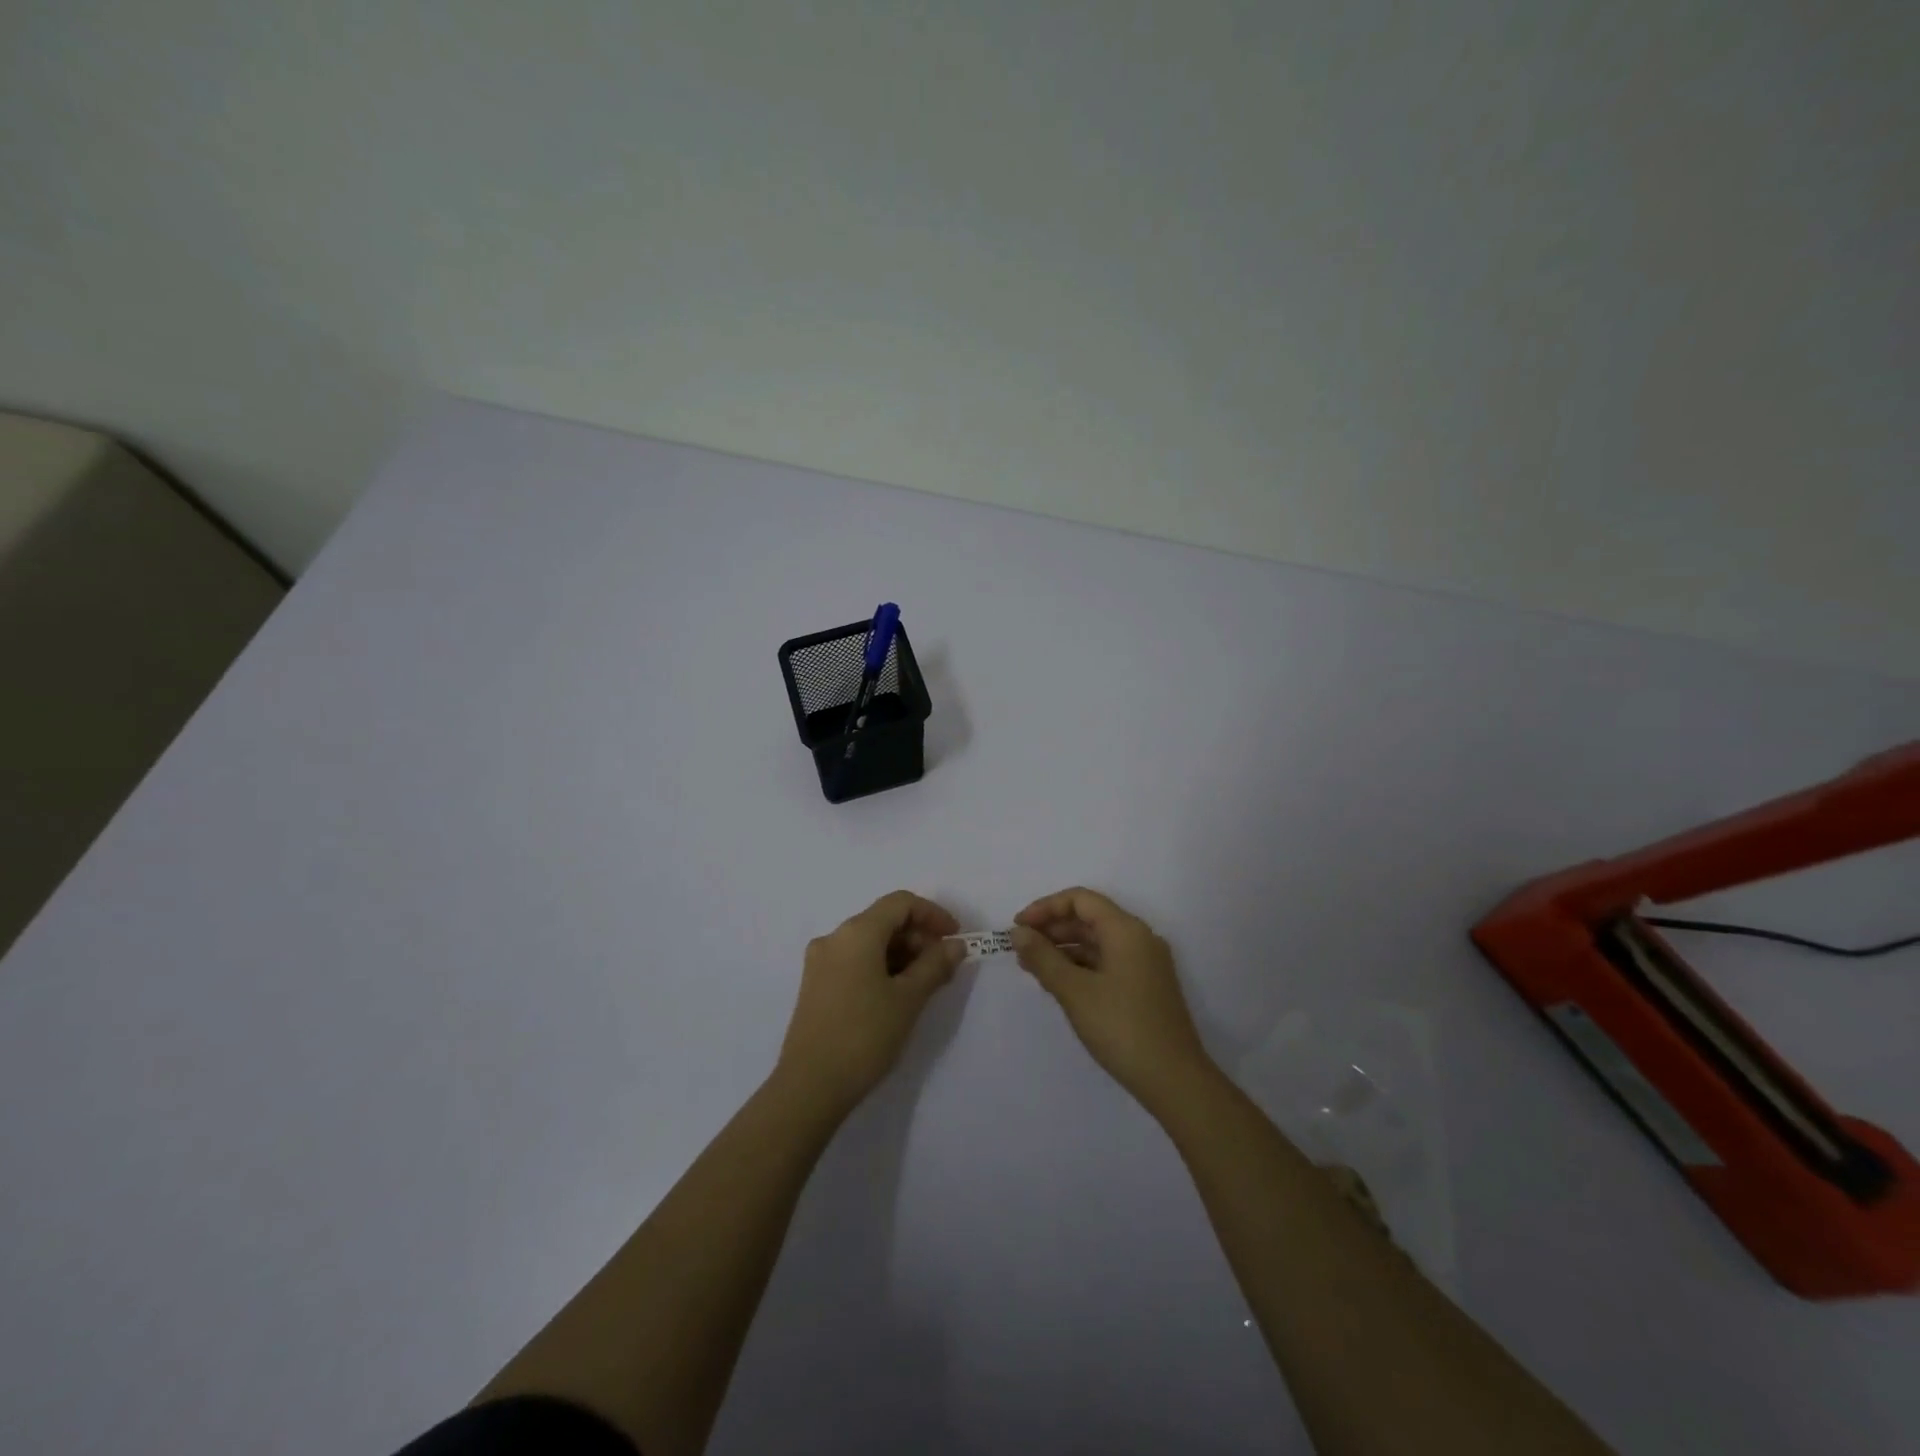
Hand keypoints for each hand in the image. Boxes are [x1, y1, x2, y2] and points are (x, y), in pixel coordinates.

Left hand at [775, 891, 964, 1117]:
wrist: (810, 1087)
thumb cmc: (864, 1035)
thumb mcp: (909, 999)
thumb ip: (935, 965)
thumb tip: (955, 944)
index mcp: (857, 932)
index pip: (900, 903)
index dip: (933, 914)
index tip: (955, 938)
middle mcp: (834, 937)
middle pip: (883, 920)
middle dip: (918, 937)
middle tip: (943, 968)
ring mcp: (820, 961)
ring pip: (869, 942)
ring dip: (901, 954)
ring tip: (924, 985)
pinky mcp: (815, 985)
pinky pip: (854, 960)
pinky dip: (880, 967)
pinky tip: (896, 995)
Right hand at [1012, 887, 1212, 1107]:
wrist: (1174, 1080)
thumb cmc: (1122, 1028)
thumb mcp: (1074, 991)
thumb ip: (1043, 958)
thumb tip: (1018, 933)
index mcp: (1126, 930)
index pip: (1080, 900)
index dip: (1045, 908)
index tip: (1018, 927)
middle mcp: (1139, 938)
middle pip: (1089, 918)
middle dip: (1052, 929)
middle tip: (1020, 949)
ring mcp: (1145, 963)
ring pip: (1097, 942)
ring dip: (1064, 949)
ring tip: (1032, 967)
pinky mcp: (1145, 986)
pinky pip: (1107, 962)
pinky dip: (1080, 966)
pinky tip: (1058, 984)